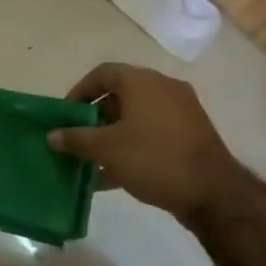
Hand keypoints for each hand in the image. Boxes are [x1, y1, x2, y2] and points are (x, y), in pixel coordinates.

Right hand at [47, 63, 244, 223]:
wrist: (212, 192)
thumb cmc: (153, 159)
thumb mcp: (107, 149)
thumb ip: (76, 139)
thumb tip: (52, 135)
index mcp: (142, 82)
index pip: (103, 73)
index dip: (80, 91)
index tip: (65, 115)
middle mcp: (163, 88)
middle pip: (120, 96)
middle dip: (94, 119)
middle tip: (77, 140)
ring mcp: (181, 112)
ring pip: (136, 118)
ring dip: (112, 137)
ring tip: (91, 162)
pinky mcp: (190, 136)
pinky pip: (152, 134)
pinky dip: (132, 148)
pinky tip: (113, 177)